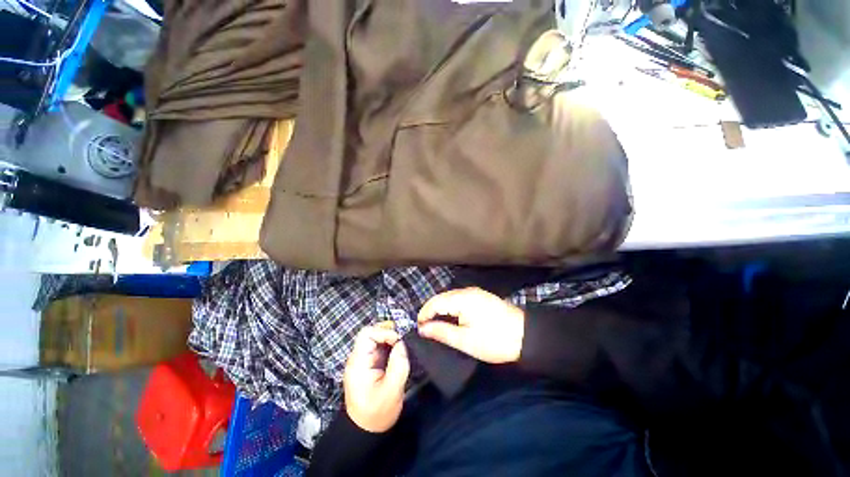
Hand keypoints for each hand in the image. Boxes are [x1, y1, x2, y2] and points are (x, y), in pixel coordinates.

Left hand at [343, 326, 410, 432]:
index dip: (384, 332)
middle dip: (388, 333)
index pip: (367, 334)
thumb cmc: (377, 413)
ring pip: (375, 340)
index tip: (398, 341)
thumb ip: (398, 363)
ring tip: (403, 346)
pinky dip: (389, 346)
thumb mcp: (392, 389)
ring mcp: (362, 362)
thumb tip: (402, 343)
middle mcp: (358, 358)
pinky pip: (378, 348)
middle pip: (371, 333)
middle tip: (403, 340)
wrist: (365, 431)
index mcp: (359, 363)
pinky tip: (398, 352)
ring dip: (390, 339)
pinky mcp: (368, 365)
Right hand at [417, 287, 524, 363]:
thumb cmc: (494, 340)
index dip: (424, 314)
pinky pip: (459, 299)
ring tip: (436, 326)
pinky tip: (451, 319)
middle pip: (441, 298)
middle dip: (431, 312)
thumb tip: (422, 328)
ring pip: (450, 298)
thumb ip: (441, 332)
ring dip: (441, 310)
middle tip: (426, 329)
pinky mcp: (481, 297)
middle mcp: (466, 291)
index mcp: (461, 298)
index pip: (434, 302)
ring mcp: (475, 292)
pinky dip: (451, 308)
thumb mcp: (465, 340)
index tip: (419, 329)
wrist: (526, 336)